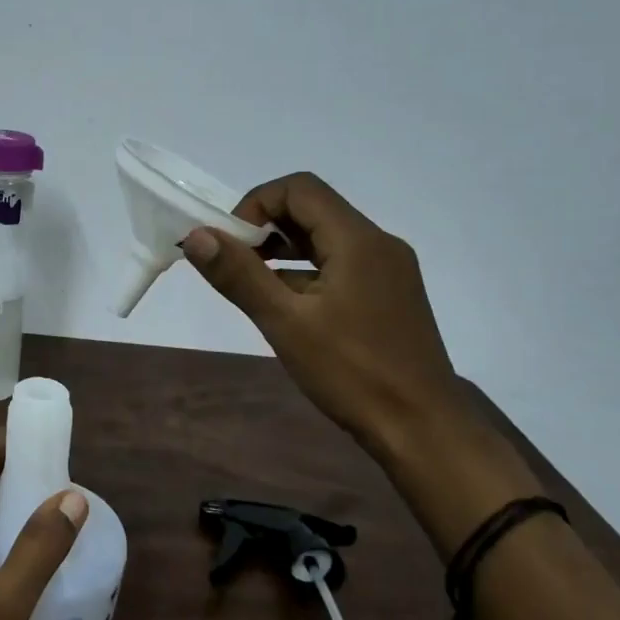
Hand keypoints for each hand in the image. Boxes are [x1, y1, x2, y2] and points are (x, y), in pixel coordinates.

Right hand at [183, 173, 538, 550]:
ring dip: (285, 250)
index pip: (299, 188)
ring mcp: (389, 270)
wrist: (423, 431)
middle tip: (237, 264)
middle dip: (267, 227)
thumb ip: (239, 275)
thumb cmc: (352, 373)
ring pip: (327, 238)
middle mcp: (378, 244)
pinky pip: (341, 264)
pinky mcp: (391, 295)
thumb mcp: (286, 323)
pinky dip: (307, 272)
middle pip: (314, 209)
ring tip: (255, 286)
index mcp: (358, 240)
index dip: (256, 203)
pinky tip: (288, 307)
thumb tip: (195, 235)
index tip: (232, 243)